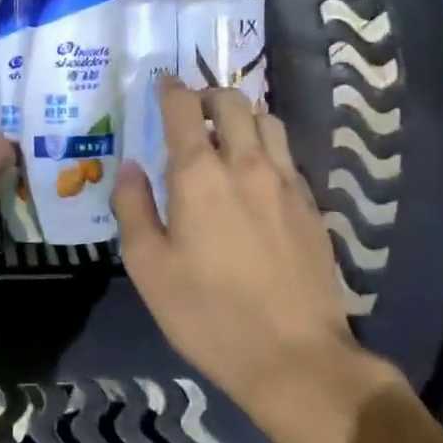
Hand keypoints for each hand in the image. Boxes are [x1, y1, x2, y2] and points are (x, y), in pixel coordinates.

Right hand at [113, 79, 405, 442]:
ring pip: (268, 121)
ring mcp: (286, 184)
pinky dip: (266, 146)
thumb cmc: (207, 314)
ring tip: (225, 134)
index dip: (170, 89)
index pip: (184, 108)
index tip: (161, 84)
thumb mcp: (148, 267)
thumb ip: (133, 207)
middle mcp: (246, 165)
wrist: (295, 358)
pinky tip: (255, 174)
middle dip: (208, 94)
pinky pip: (287, 155)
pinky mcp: (312, 207)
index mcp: (199, 175)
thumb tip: (130, 167)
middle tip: (190, 109)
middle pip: (233, 102)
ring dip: (243, 115)